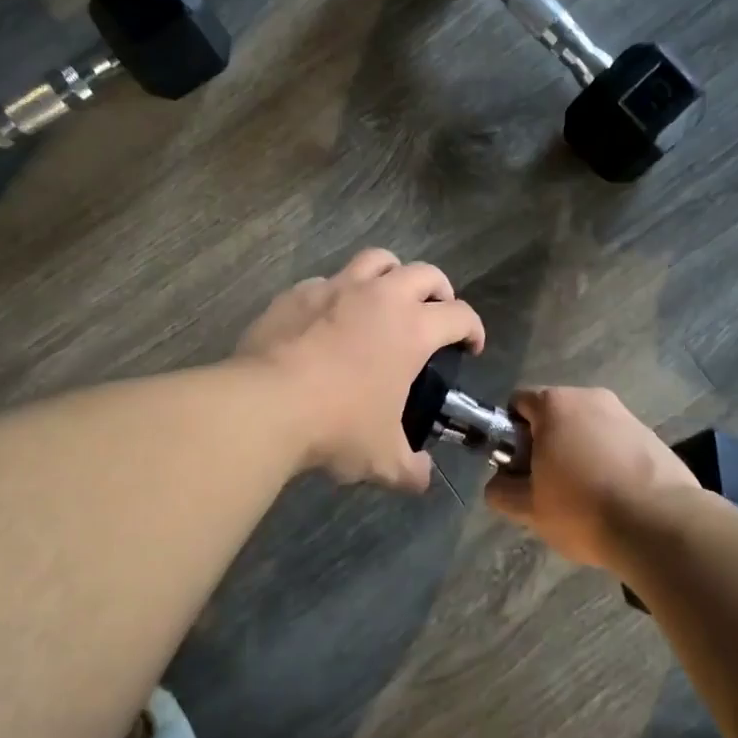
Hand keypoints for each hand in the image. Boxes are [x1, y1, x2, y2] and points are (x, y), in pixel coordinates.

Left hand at [238, 248, 484, 490]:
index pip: (460, 315)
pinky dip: (339, 293)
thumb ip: (411, 469)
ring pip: (377, 260)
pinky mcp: (298, 293)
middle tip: (435, 313)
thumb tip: (422, 477)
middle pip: (425, 273)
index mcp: (412, 329)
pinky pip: (328, 281)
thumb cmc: (336, 427)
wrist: (265, 406)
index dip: (473, 329)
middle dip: (440, 290)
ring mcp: (336, 288)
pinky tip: (330, 317)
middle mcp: (380, 297)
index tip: (470, 346)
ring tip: (388, 297)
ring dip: (392, 274)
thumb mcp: (382, 459)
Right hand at [484, 387, 697, 567]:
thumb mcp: (528, 509)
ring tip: (587, 497)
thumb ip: (501, 490)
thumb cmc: (584, 509)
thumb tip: (500, 482)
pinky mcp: (652, 435)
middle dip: (547, 444)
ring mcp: (626, 414)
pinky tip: (617, 497)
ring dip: (580, 452)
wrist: (660, 526)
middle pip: (555, 414)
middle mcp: (591, 397)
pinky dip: (610, 461)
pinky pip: (617, 442)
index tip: (520, 468)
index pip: (518, 403)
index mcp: (555, 404)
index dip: (511, 434)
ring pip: (588, 429)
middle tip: (550, 487)